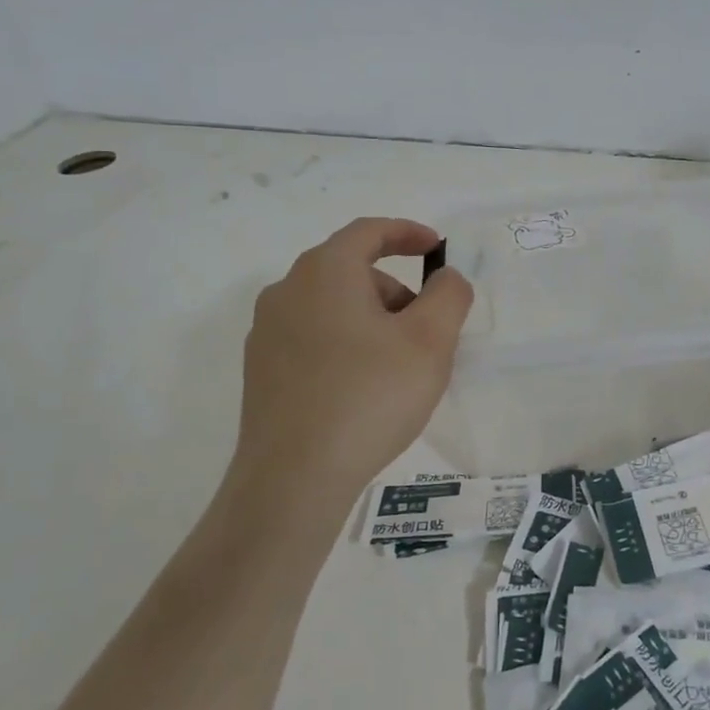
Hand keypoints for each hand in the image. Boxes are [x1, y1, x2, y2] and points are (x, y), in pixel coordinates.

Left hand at [230, 217, 473, 502]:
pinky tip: (363, 390)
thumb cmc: (370, 396)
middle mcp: (286, 291)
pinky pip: (313, 339)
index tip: (436, 248)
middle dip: (396, 291)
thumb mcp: (431, 341)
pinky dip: (345, 346)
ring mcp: (266, 333)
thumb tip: (445, 279)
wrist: (294, 477)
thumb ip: (449, 296)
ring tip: (398, 368)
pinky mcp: (260, 371)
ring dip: (372, 321)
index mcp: (324, 271)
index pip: (368, 231)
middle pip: (351, 272)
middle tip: (427, 331)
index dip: (408, 233)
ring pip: (332, 307)